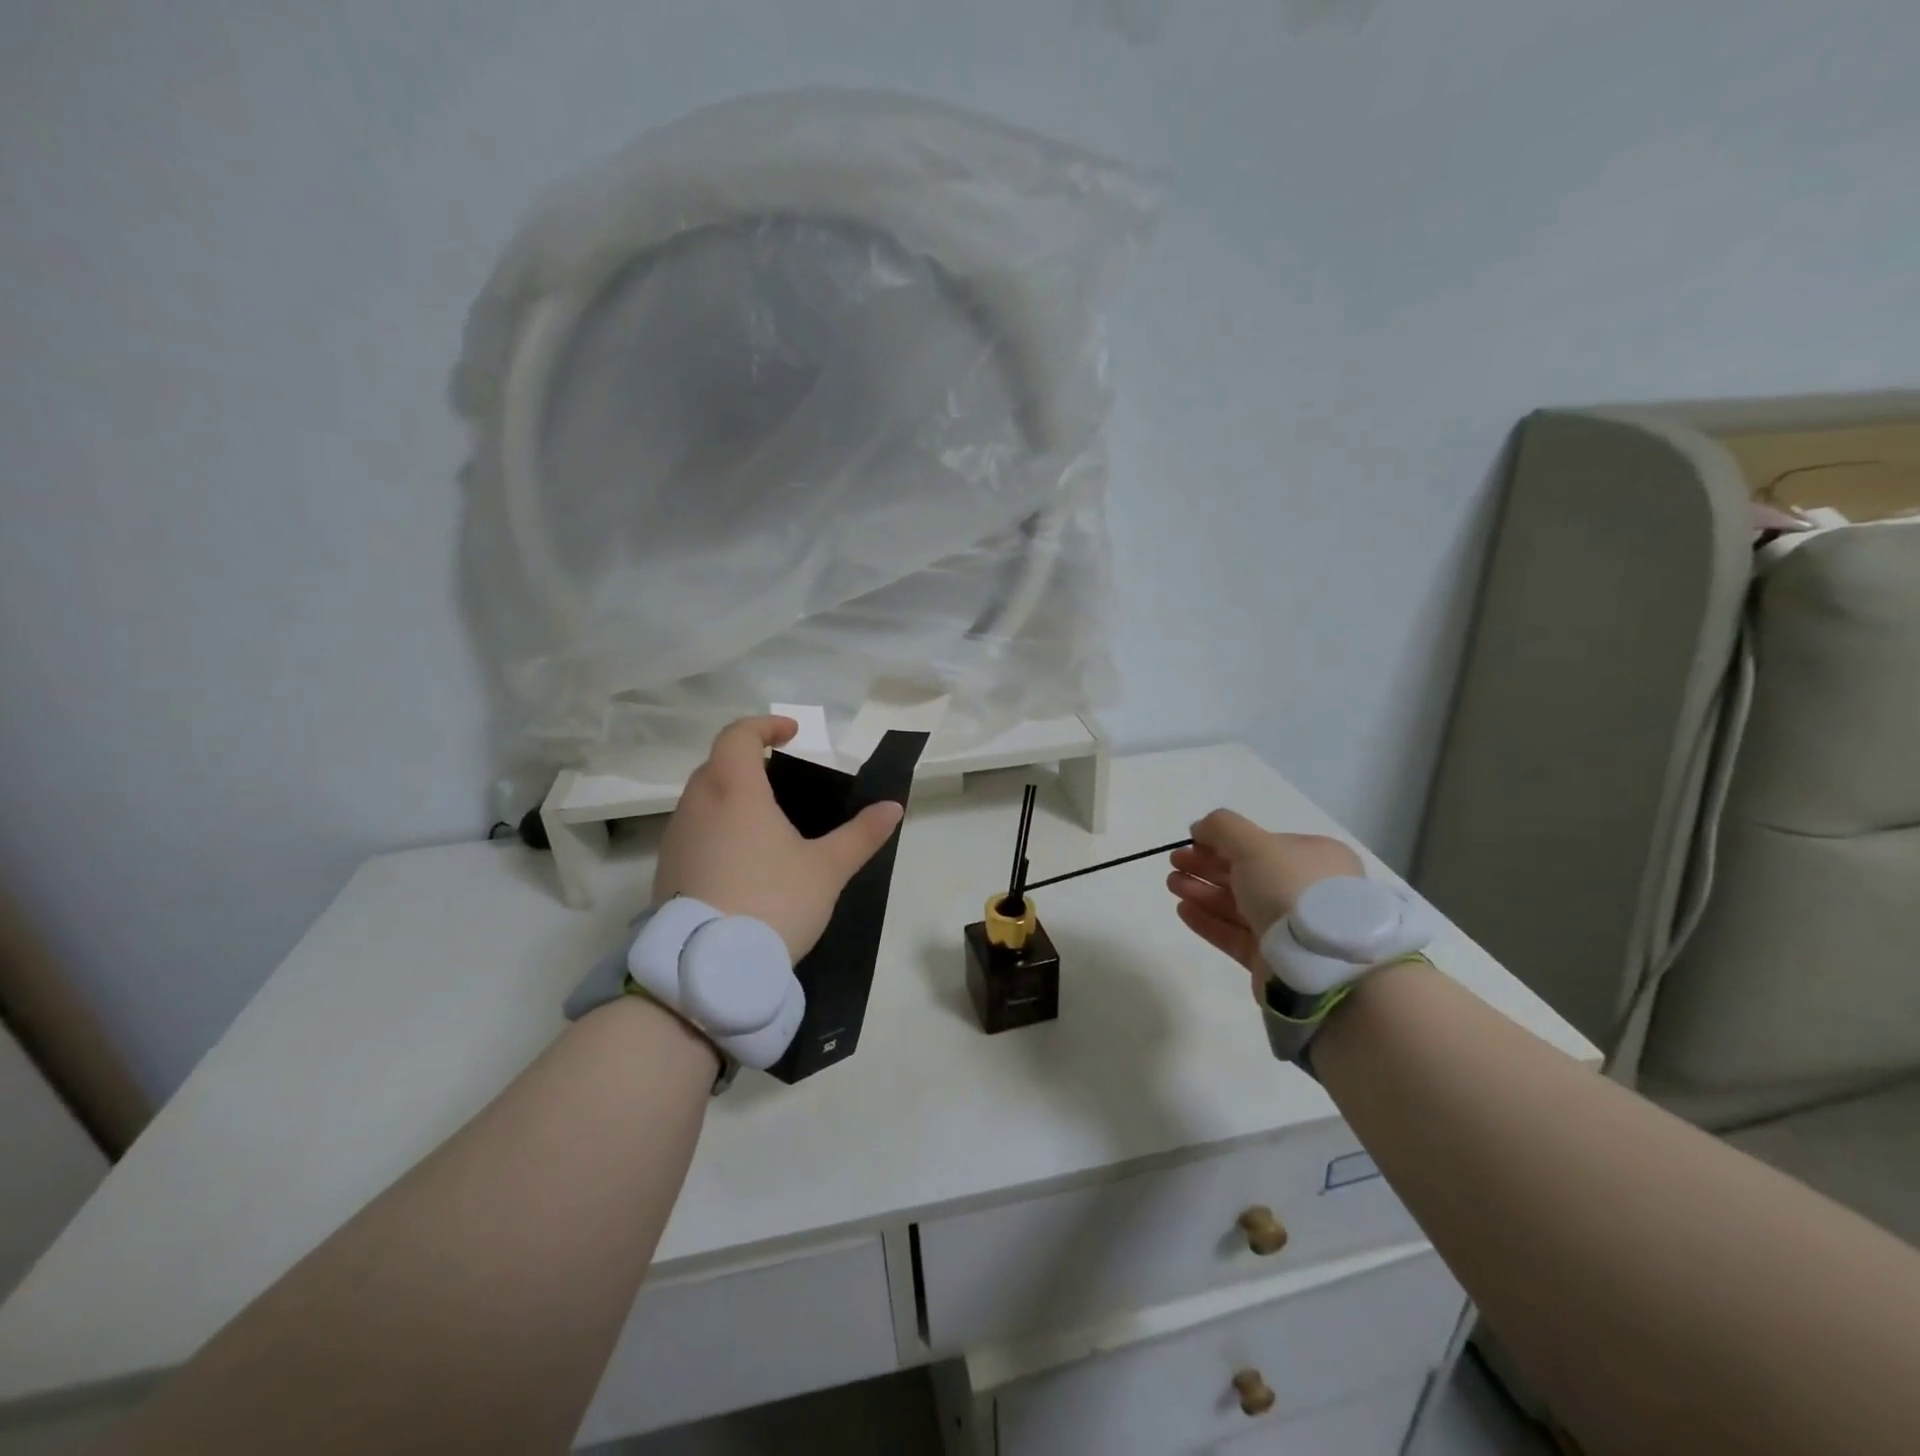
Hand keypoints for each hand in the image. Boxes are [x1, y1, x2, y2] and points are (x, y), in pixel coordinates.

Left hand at [654, 716, 904, 962]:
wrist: (710, 969)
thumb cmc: (774, 902)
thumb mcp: (827, 868)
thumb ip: (861, 834)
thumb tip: (893, 807)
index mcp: (735, 791)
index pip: (738, 736)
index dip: (765, 726)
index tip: (792, 734)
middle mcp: (697, 805)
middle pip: (717, 764)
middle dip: (748, 760)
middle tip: (781, 778)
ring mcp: (676, 839)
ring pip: (700, 799)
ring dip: (729, 795)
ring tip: (765, 822)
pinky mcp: (666, 871)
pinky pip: (692, 831)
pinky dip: (715, 828)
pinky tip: (741, 860)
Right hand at [1166, 809, 1363, 996]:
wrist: (1319, 963)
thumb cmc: (1290, 889)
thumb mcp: (1255, 844)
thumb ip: (1222, 828)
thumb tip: (1200, 829)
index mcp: (1313, 859)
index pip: (1261, 845)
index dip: (1222, 842)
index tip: (1190, 844)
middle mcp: (1304, 891)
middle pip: (1246, 874)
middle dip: (1206, 866)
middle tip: (1174, 863)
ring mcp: (1289, 928)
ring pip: (1238, 905)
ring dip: (1202, 892)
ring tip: (1172, 885)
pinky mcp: (1273, 959)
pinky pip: (1235, 934)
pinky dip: (1208, 921)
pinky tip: (1183, 910)